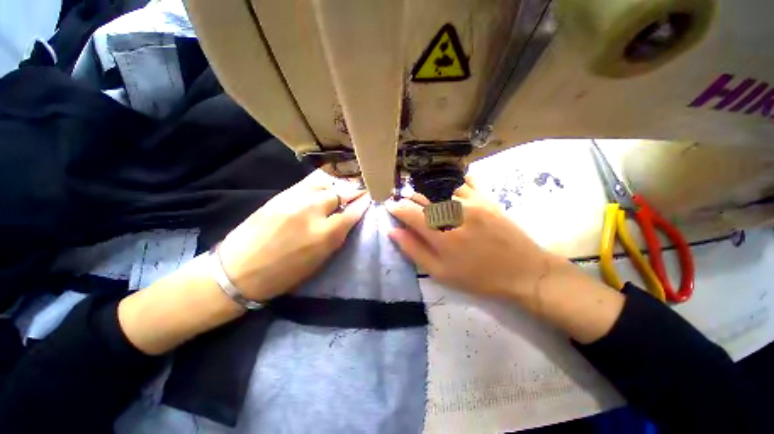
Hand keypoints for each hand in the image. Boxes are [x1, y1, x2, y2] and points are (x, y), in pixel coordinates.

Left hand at [219, 170, 370, 300]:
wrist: (238, 270)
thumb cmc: (283, 274)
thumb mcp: (319, 261)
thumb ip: (335, 237)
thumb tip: (346, 220)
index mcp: (325, 235)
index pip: (352, 212)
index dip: (363, 204)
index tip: (369, 198)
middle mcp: (313, 212)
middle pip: (340, 193)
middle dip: (353, 191)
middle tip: (359, 190)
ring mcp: (295, 200)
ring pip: (325, 183)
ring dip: (337, 184)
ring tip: (342, 186)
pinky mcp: (280, 195)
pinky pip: (307, 182)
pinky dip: (320, 181)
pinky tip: (325, 184)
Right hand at [386, 178, 553, 299]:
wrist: (524, 271)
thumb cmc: (478, 277)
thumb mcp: (441, 273)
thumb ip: (414, 250)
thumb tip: (393, 231)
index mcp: (440, 234)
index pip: (408, 212)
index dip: (396, 208)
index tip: (391, 208)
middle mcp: (453, 212)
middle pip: (421, 196)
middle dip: (408, 198)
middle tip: (405, 204)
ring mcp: (471, 201)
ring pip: (438, 187)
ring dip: (426, 191)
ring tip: (424, 198)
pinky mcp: (485, 197)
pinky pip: (464, 180)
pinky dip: (451, 182)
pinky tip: (447, 188)